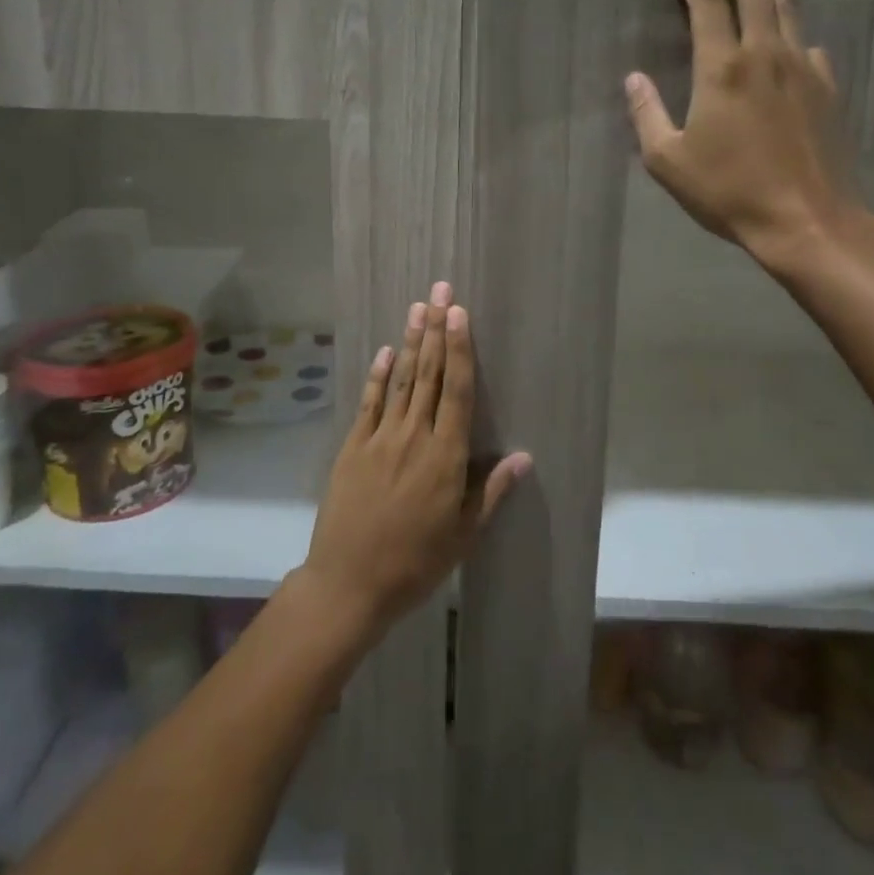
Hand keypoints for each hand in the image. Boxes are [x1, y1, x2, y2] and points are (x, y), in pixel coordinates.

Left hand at [297, 283, 531, 640]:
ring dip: (411, 342)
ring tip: (418, 307)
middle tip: (440, 291)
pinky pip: (369, 403)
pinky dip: (377, 376)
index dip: (460, 350)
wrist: (349, 583)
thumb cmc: (415, 563)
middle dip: (436, 330)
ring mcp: (380, 438)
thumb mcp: (463, 535)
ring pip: (401, 381)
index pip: (458, 392)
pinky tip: (385, 351)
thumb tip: (524, 456)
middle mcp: (414, 436)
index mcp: (445, 457)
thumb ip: (491, 491)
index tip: (460, 314)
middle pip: (429, 375)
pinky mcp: (353, 447)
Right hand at [625, 0, 866, 269]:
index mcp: (722, 68)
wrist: (806, 220)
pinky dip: (790, 37)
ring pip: (787, 10)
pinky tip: (782, 56)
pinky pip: (809, 45)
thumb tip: (634, 79)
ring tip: (747, 3)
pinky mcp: (828, 88)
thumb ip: (647, 114)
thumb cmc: (729, 191)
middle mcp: (766, 54)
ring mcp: (803, 68)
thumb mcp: (668, 161)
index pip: (708, 2)